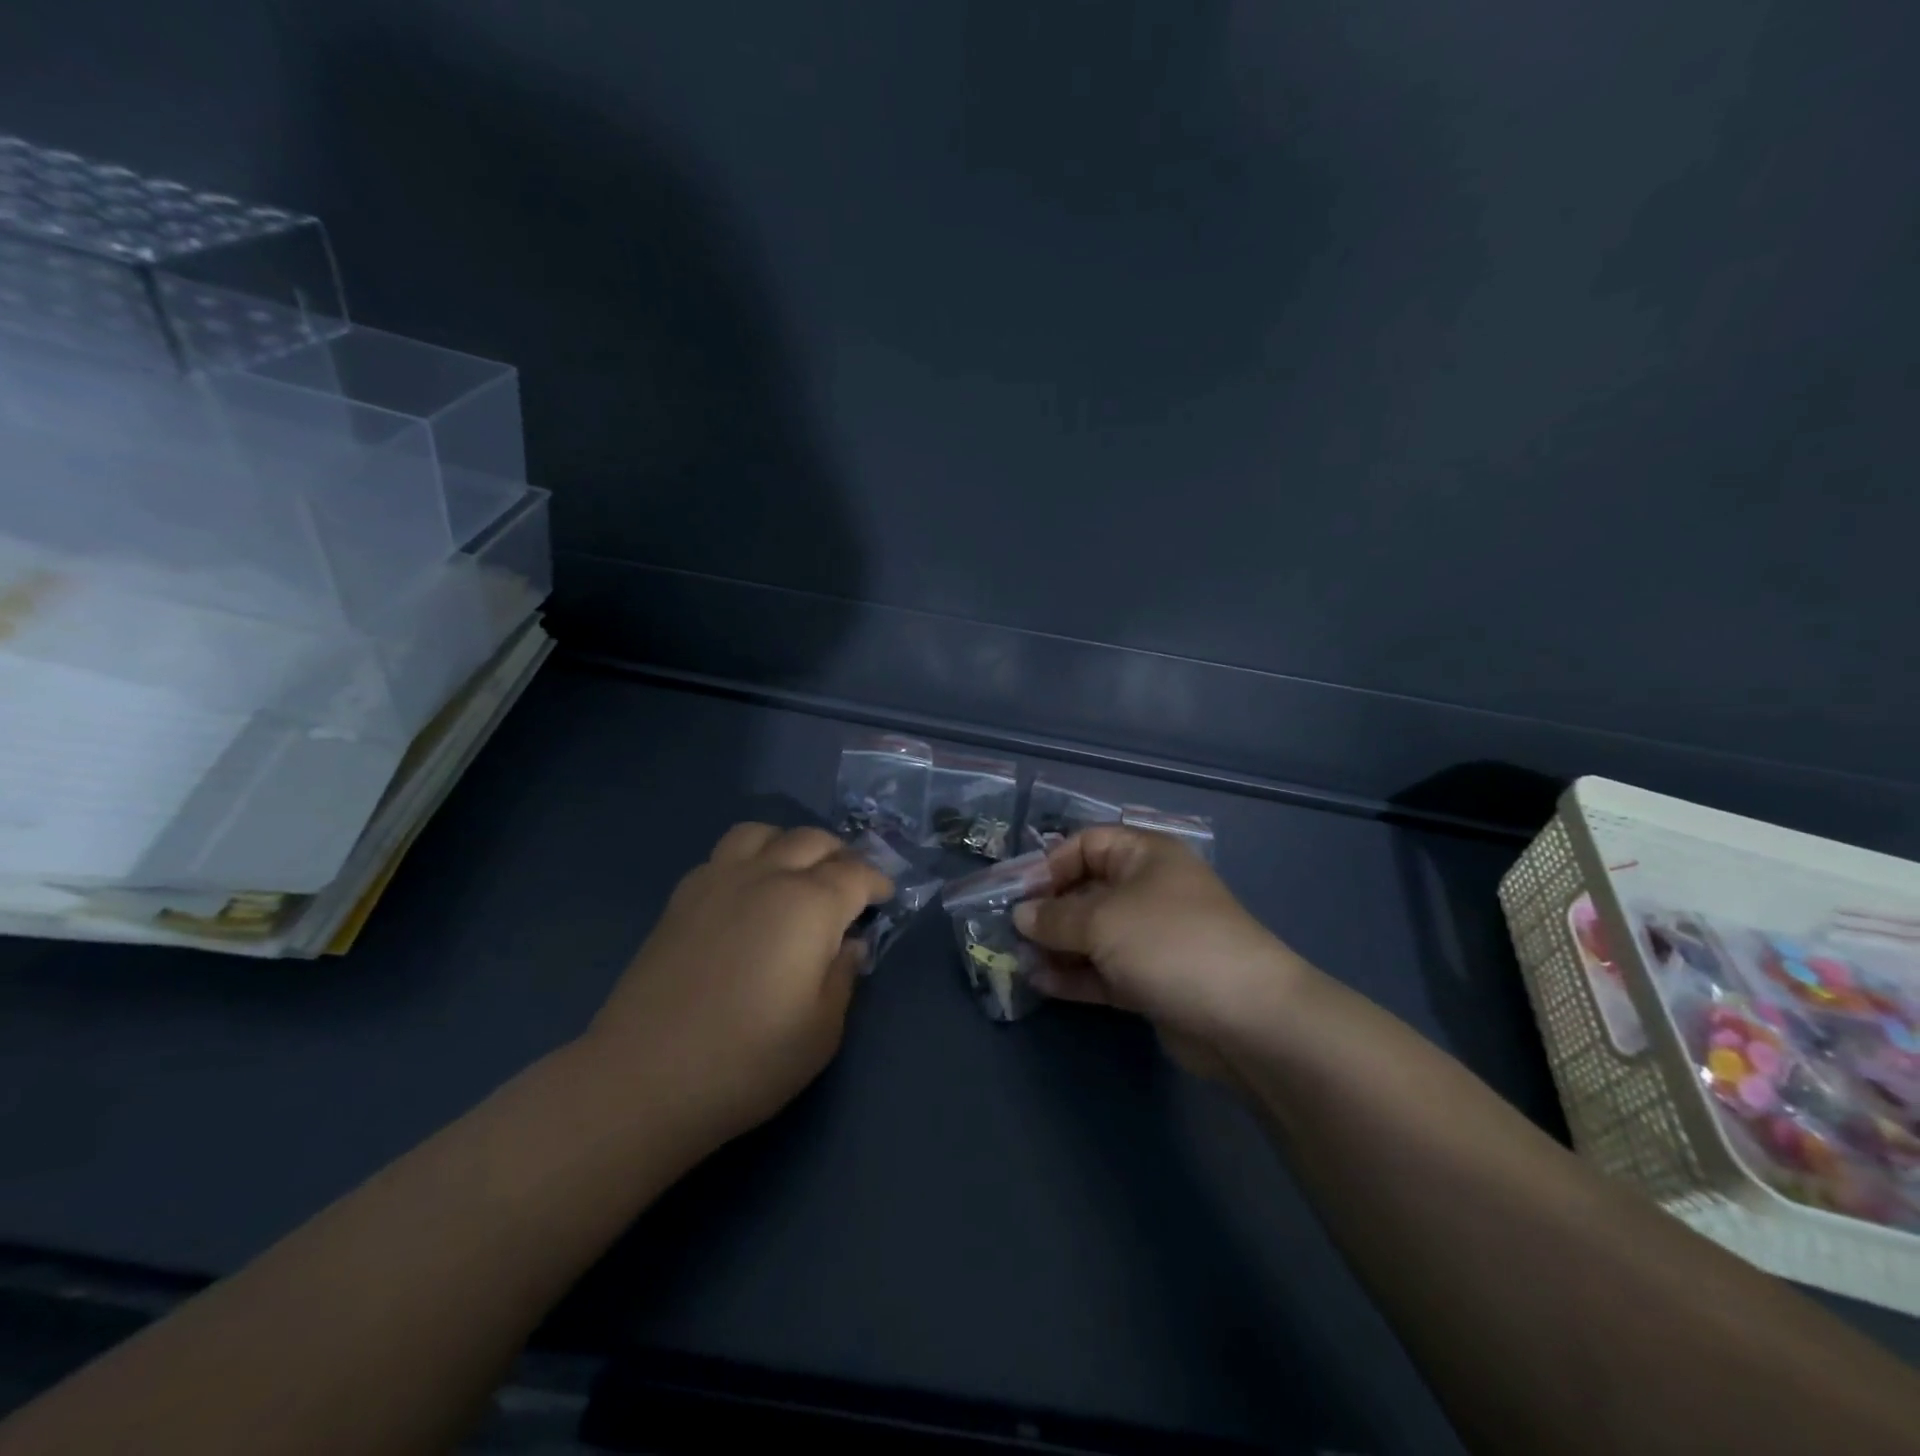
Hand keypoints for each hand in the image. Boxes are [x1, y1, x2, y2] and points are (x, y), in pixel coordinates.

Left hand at [581, 823, 891, 1144]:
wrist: (644, 1079)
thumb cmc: (748, 1060)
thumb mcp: (822, 1030)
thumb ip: (844, 976)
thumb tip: (849, 944)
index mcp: (810, 904)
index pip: (856, 874)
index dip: (877, 882)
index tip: (884, 898)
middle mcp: (767, 876)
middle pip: (812, 840)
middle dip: (840, 856)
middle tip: (848, 885)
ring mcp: (718, 880)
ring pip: (763, 832)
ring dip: (790, 844)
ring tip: (796, 874)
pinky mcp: (682, 897)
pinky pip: (724, 854)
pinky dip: (749, 858)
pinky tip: (748, 893)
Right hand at [1013, 827, 1312, 1079]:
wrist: (1247, 1018)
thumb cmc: (1169, 943)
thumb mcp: (1102, 921)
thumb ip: (1055, 917)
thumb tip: (1022, 915)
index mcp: (1145, 856)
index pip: (1087, 844)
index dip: (1050, 864)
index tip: (1017, 893)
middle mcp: (1149, 891)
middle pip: (1087, 890)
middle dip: (1048, 910)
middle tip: (1009, 932)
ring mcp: (1153, 938)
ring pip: (1093, 935)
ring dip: (1057, 946)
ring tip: (1019, 961)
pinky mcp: (1153, 980)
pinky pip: (1105, 970)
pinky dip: (1075, 975)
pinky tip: (1041, 984)